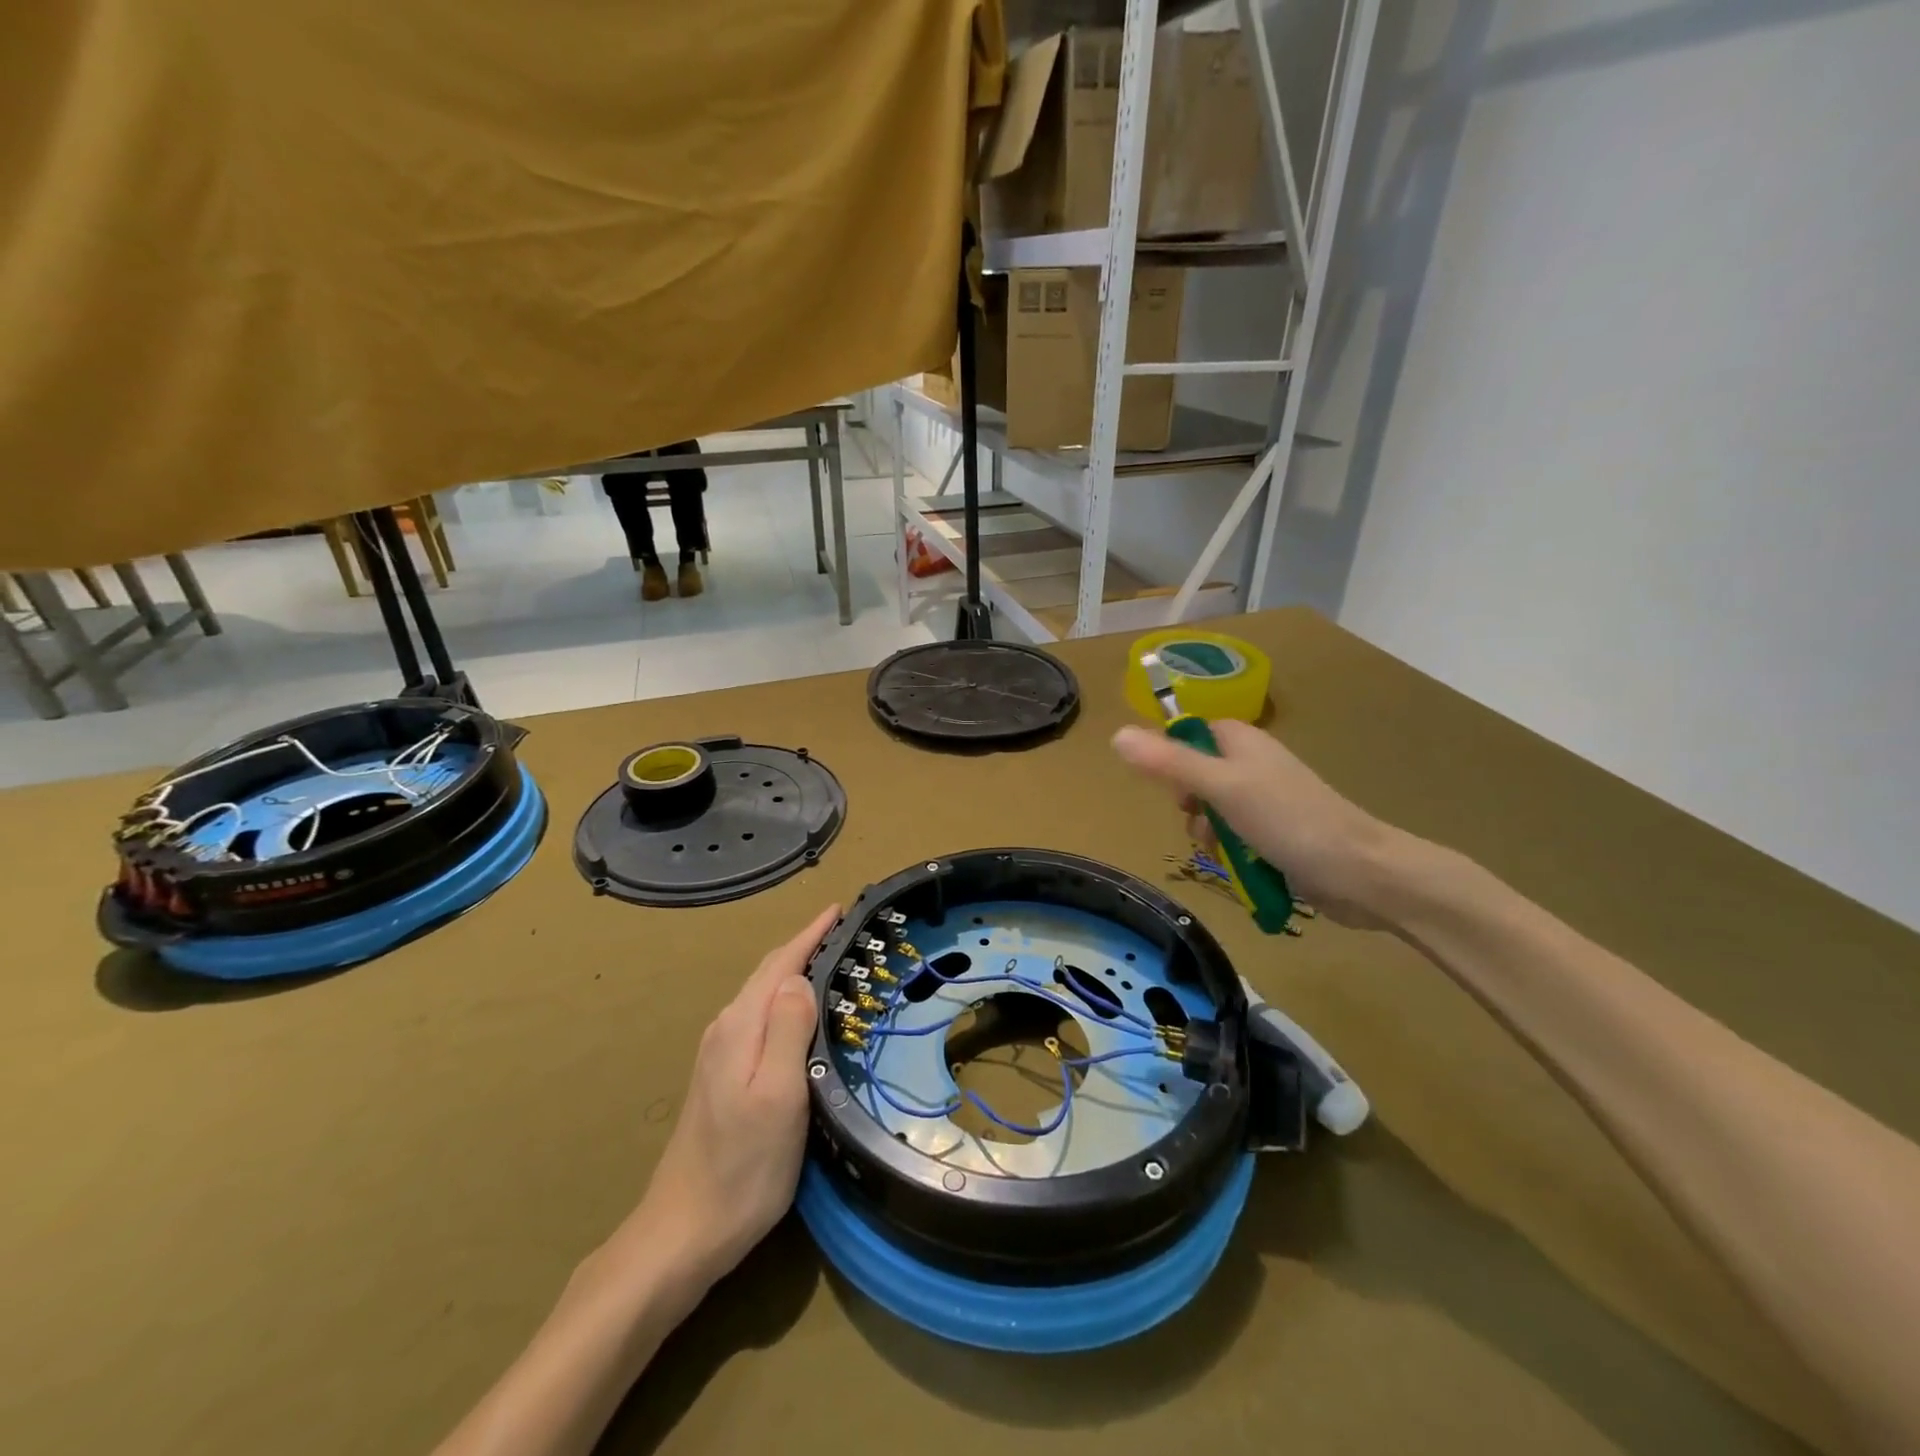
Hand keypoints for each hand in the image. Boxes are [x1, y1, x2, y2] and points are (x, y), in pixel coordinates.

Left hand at [602, 904, 838, 1297]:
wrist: (682, 1232)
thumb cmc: (742, 1167)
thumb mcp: (779, 1096)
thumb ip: (788, 1030)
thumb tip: (800, 978)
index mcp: (740, 1027)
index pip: (780, 964)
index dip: (810, 934)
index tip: (840, 908)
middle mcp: (726, 1029)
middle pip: (768, 974)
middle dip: (805, 946)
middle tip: (845, 931)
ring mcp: (719, 1053)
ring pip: (763, 996)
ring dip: (795, 972)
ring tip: (832, 963)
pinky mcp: (721, 1076)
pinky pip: (759, 1019)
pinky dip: (785, 1001)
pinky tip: (801, 1015)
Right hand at [1112, 721, 1404, 927]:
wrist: (1360, 872)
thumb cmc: (1289, 820)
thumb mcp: (1221, 788)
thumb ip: (1169, 763)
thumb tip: (1116, 734)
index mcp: (1243, 742)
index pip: (1191, 735)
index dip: (1174, 761)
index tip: (1177, 790)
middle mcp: (1254, 765)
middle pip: (1198, 777)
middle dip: (1192, 808)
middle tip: (1204, 824)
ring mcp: (1269, 800)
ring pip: (1215, 812)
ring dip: (1211, 836)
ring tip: (1227, 854)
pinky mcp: (1279, 833)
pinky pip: (1237, 837)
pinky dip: (1233, 852)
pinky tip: (1242, 868)